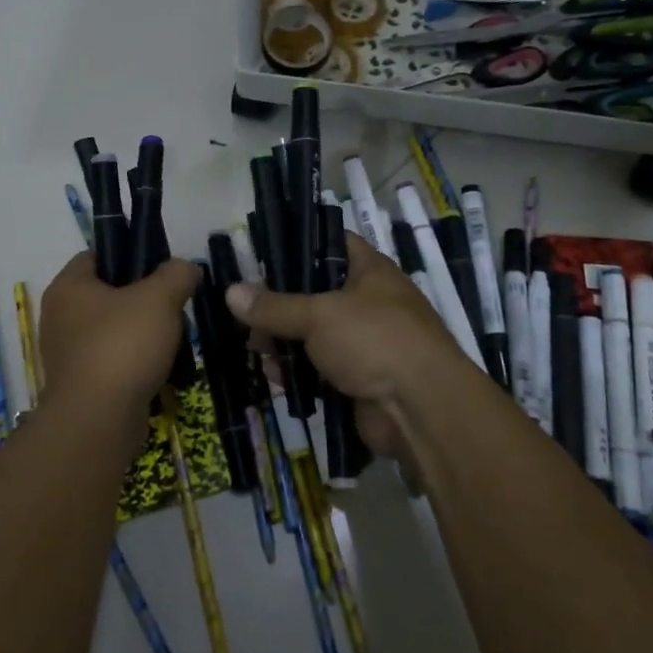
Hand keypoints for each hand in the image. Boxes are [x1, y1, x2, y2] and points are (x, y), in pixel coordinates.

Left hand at [39, 252, 200, 414]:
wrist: (98, 422)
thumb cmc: (122, 347)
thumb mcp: (160, 298)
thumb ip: (176, 274)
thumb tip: (185, 268)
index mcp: (68, 286)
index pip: (96, 255)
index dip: (129, 254)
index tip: (160, 268)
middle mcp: (59, 316)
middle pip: (107, 293)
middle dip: (142, 298)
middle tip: (172, 305)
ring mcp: (66, 353)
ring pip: (111, 329)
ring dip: (140, 333)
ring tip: (172, 339)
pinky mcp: (79, 384)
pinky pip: (111, 361)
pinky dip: (133, 362)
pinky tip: (159, 368)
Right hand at [225, 236, 471, 462]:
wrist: (422, 410)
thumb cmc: (374, 340)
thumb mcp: (318, 315)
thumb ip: (274, 306)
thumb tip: (230, 292)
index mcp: (370, 271)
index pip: (331, 242)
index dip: (298, 243)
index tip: (260, 252)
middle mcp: (370, 301)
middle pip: (316, 293)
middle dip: (280, 303)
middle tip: (244, 309)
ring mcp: (366, 342)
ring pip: (315, 334)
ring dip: (285, 341)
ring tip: (252, 346)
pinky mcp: (359, 379)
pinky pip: (321, 369)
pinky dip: (299, 372)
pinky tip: (272, 376)